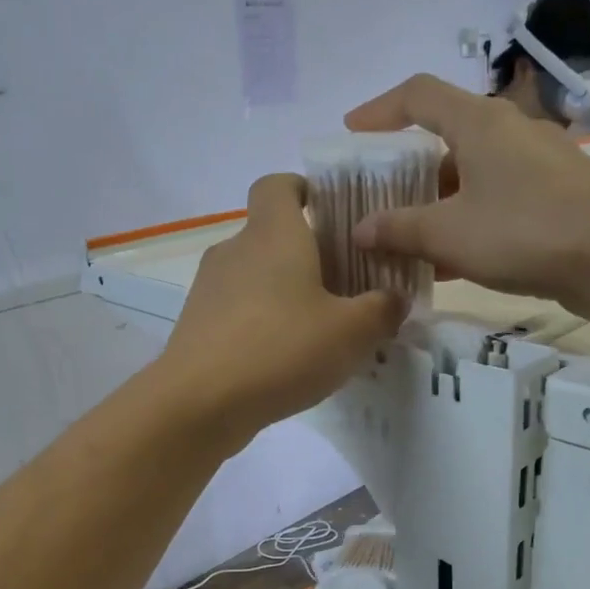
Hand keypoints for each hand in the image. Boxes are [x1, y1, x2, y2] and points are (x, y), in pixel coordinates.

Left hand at [159, 174, 405, 443]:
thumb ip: (382, 309)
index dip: (303, 189)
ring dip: (284, 295)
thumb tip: (393, 298)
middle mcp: (235, 250)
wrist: (199, 403)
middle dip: (307, 256)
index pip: (278, 185)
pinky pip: (237, 312)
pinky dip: (261, 325)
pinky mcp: (196, 326)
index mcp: (272, 234)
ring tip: (317, 333)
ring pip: (254, 277)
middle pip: (271, 236)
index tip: (330, 214)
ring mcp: (208, 289)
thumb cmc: (281, 350)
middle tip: (344, 288)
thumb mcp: (352, 332)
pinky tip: (283, 361)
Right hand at [346, 74, 589, 318]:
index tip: (351, 133)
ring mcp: (535, 165)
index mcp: (479, 122)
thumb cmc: (524, 230)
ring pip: (469, 177)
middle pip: (444, 139)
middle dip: (405, 171)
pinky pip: (494, 202)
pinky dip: (465, 223)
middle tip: (376, 200)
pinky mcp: (553, 197)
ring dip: (434, 205)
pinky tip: (447, 263)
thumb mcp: (449, 233)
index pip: (418, 95)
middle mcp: (507, 133)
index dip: (379, 109)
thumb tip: (361, 231)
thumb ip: (399, 229)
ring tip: (404, 241)